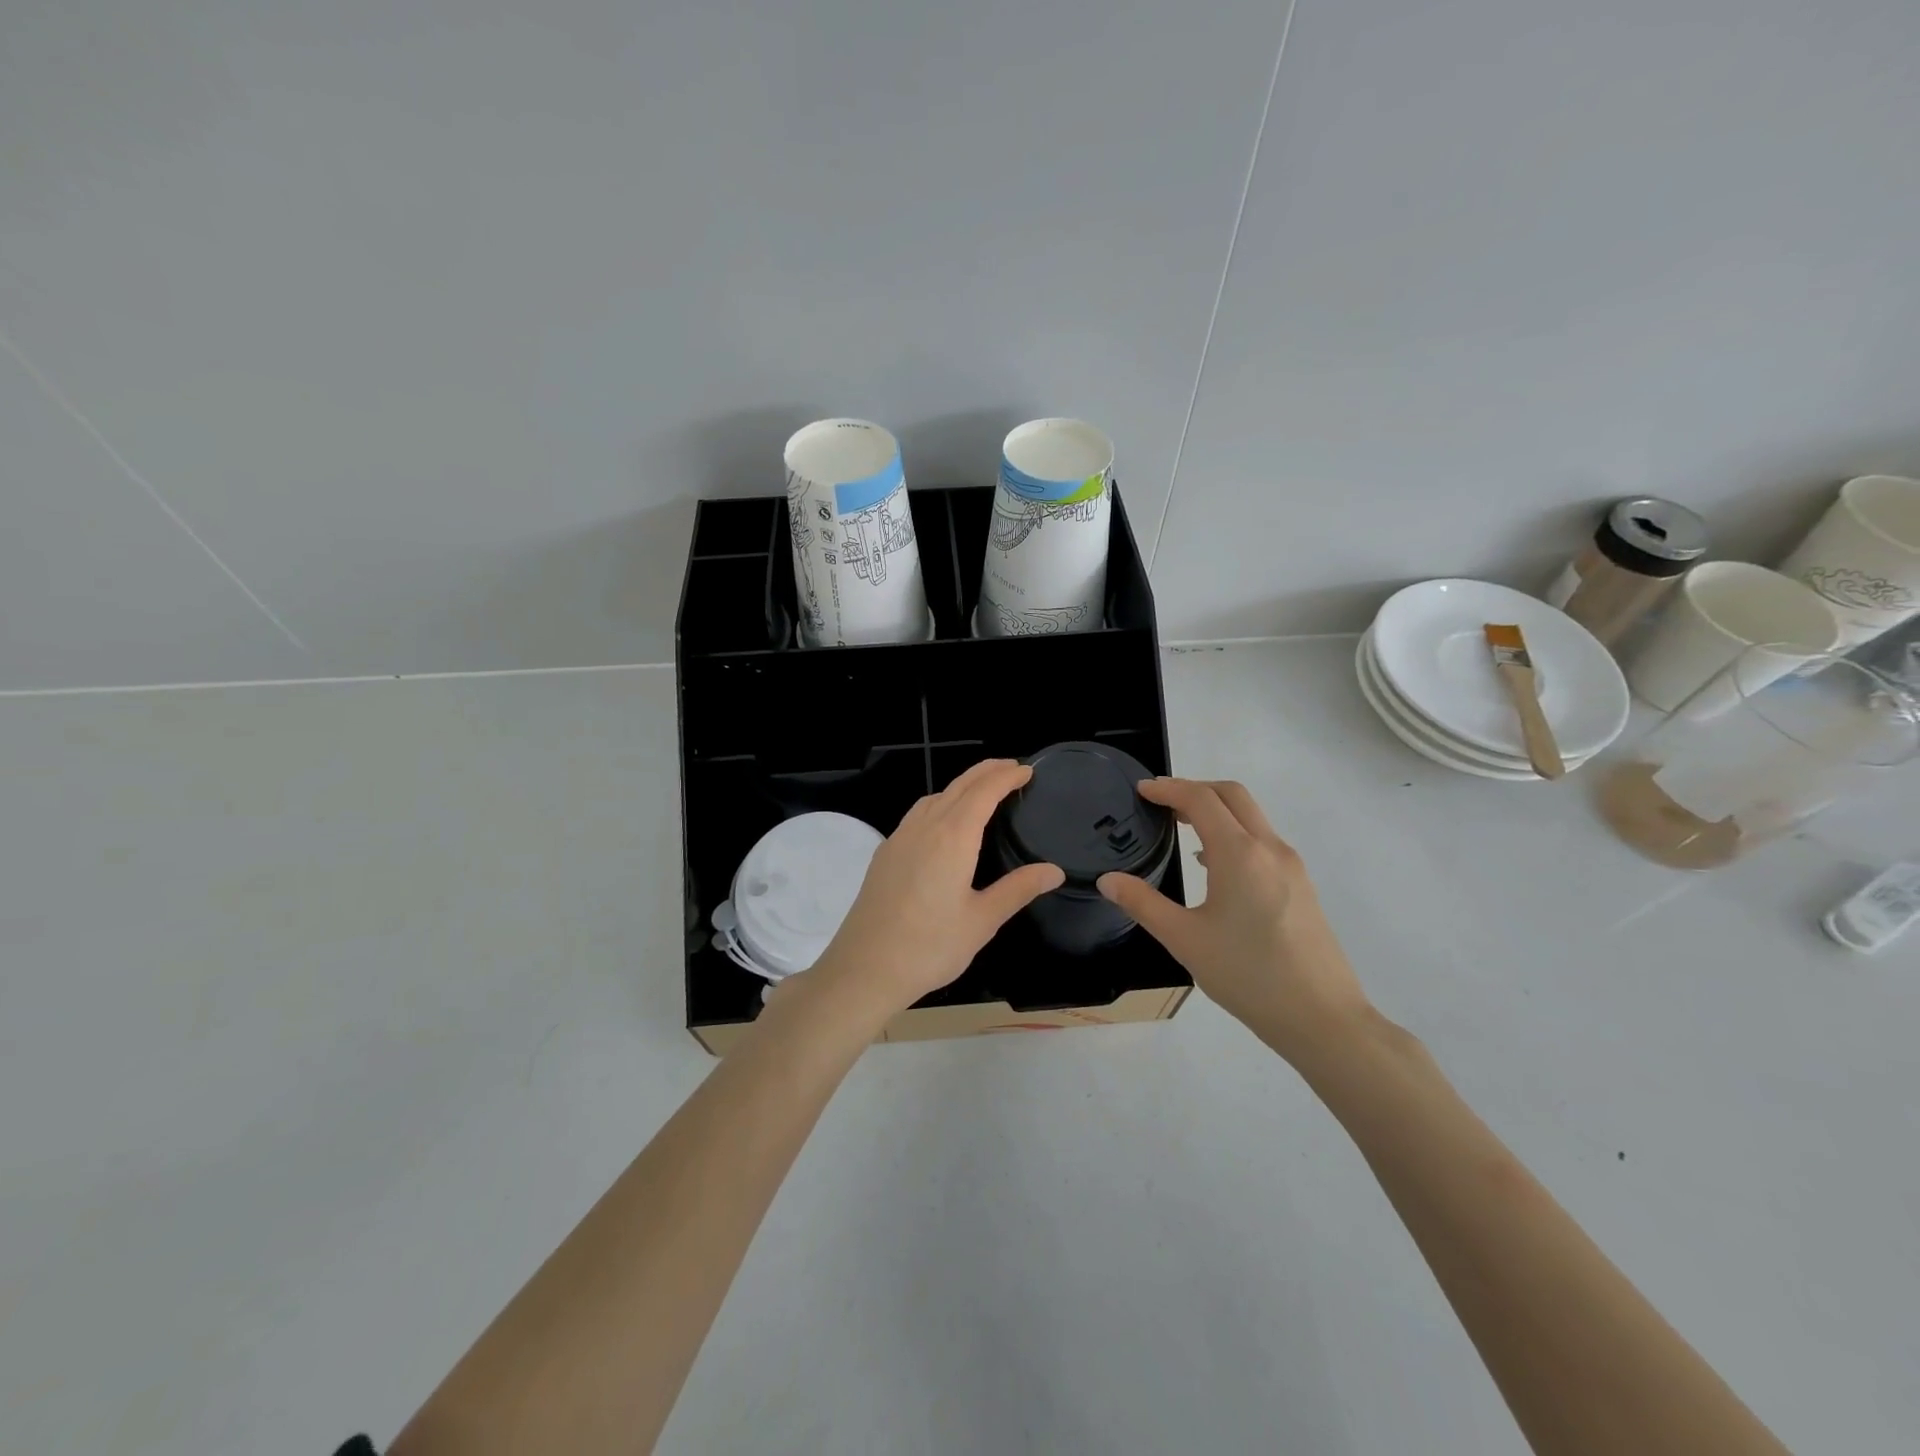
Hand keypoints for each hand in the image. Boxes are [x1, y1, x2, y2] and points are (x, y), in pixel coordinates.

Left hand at [809, 759, 1064, 1020]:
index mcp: (952, 838)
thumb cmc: (929, 947)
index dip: (1006, 777)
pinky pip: (917, 814)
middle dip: (986, 772)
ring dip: (961, 785)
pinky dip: (939, 803)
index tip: (1026, 770)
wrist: (864, 968)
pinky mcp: (885, 854)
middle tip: (1012, 767)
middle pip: (958, 786)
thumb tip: (1053, 871)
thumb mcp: (982, 921)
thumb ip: (1017, 889)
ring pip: (934, 797)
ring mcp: (899, 839)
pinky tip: (944, 823)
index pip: (983, 792)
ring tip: (982, 791)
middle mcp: (924, 828)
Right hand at [1097, 778, 1371, 1062]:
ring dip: (1217, 810)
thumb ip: (1143, 904)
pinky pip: (1263, 841)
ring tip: (1183, 829)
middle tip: (1161, 803)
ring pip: (1252, 817)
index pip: (1200, 800)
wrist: (1322, 1018)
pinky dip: (1235, 833)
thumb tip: (1108, 881)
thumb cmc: (1248, 975)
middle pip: (1232, 796)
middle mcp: (1269, 848)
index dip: (1168, 789)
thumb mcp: (1185, 940)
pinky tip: (1215, 866)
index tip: (1141, 790)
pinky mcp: (1301, 886)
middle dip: (1195, 789)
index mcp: (1239, 854)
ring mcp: (1291, 866)